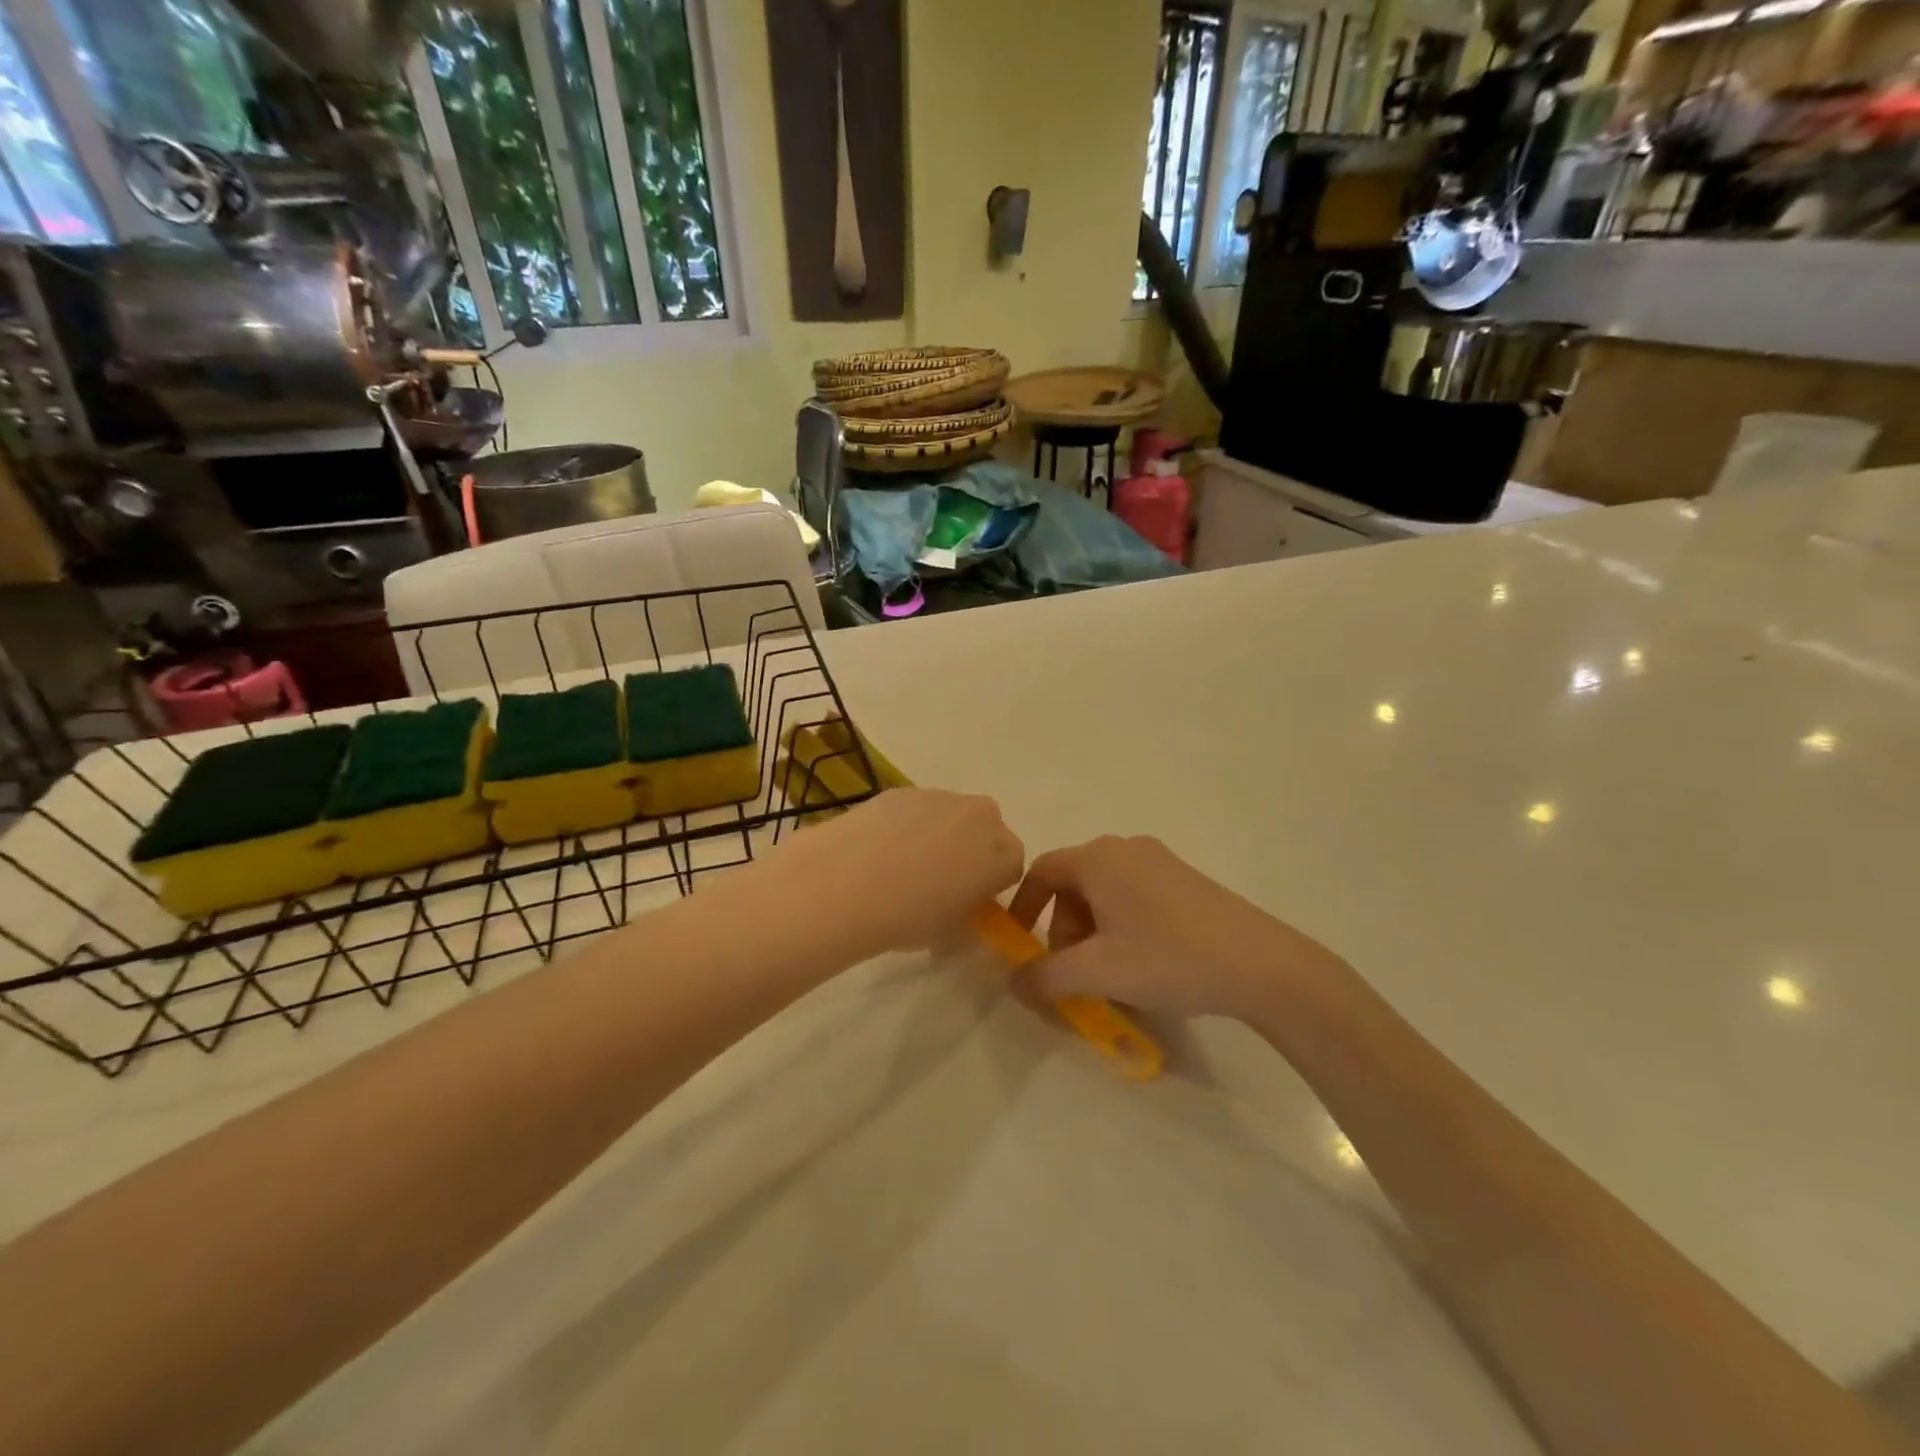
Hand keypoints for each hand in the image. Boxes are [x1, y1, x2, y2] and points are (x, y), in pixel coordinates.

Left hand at [780, 789, 1025, 957]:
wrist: (847, 883)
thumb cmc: (909, 917)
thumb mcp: (950, 931)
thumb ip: (966, 913)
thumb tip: (957, 905)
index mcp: (1004, 854)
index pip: (1011, 867)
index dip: (989, 885)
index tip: (966, 901)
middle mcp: (982, 816)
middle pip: (986, 832)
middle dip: (970, 851)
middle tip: (938, 882)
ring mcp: (941, 797)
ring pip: (950, 817)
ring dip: (937, 835)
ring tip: (899, 867)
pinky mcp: (904, 790)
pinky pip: (917, 810)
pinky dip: (905, 825)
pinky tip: (877, 850)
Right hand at [1007, 835, 1347, 1021]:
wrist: (1262, 965)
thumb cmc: (1168, 958)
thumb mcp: (1098, 972)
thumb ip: (1045, 977)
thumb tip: (1013, 983)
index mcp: (1099, 858)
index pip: (1042, 870)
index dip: (1023, 907)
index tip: (1020, 944)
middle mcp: (1126, 849)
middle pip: (1074, 883)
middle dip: (1063, 929)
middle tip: (1074, 972)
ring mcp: (1161, 861)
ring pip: (1105, 892)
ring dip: (1093, 932)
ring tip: (1110, 975)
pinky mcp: (1186, 880)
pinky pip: (1135, 896)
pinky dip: (1122, 926)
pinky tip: (1144, 964)